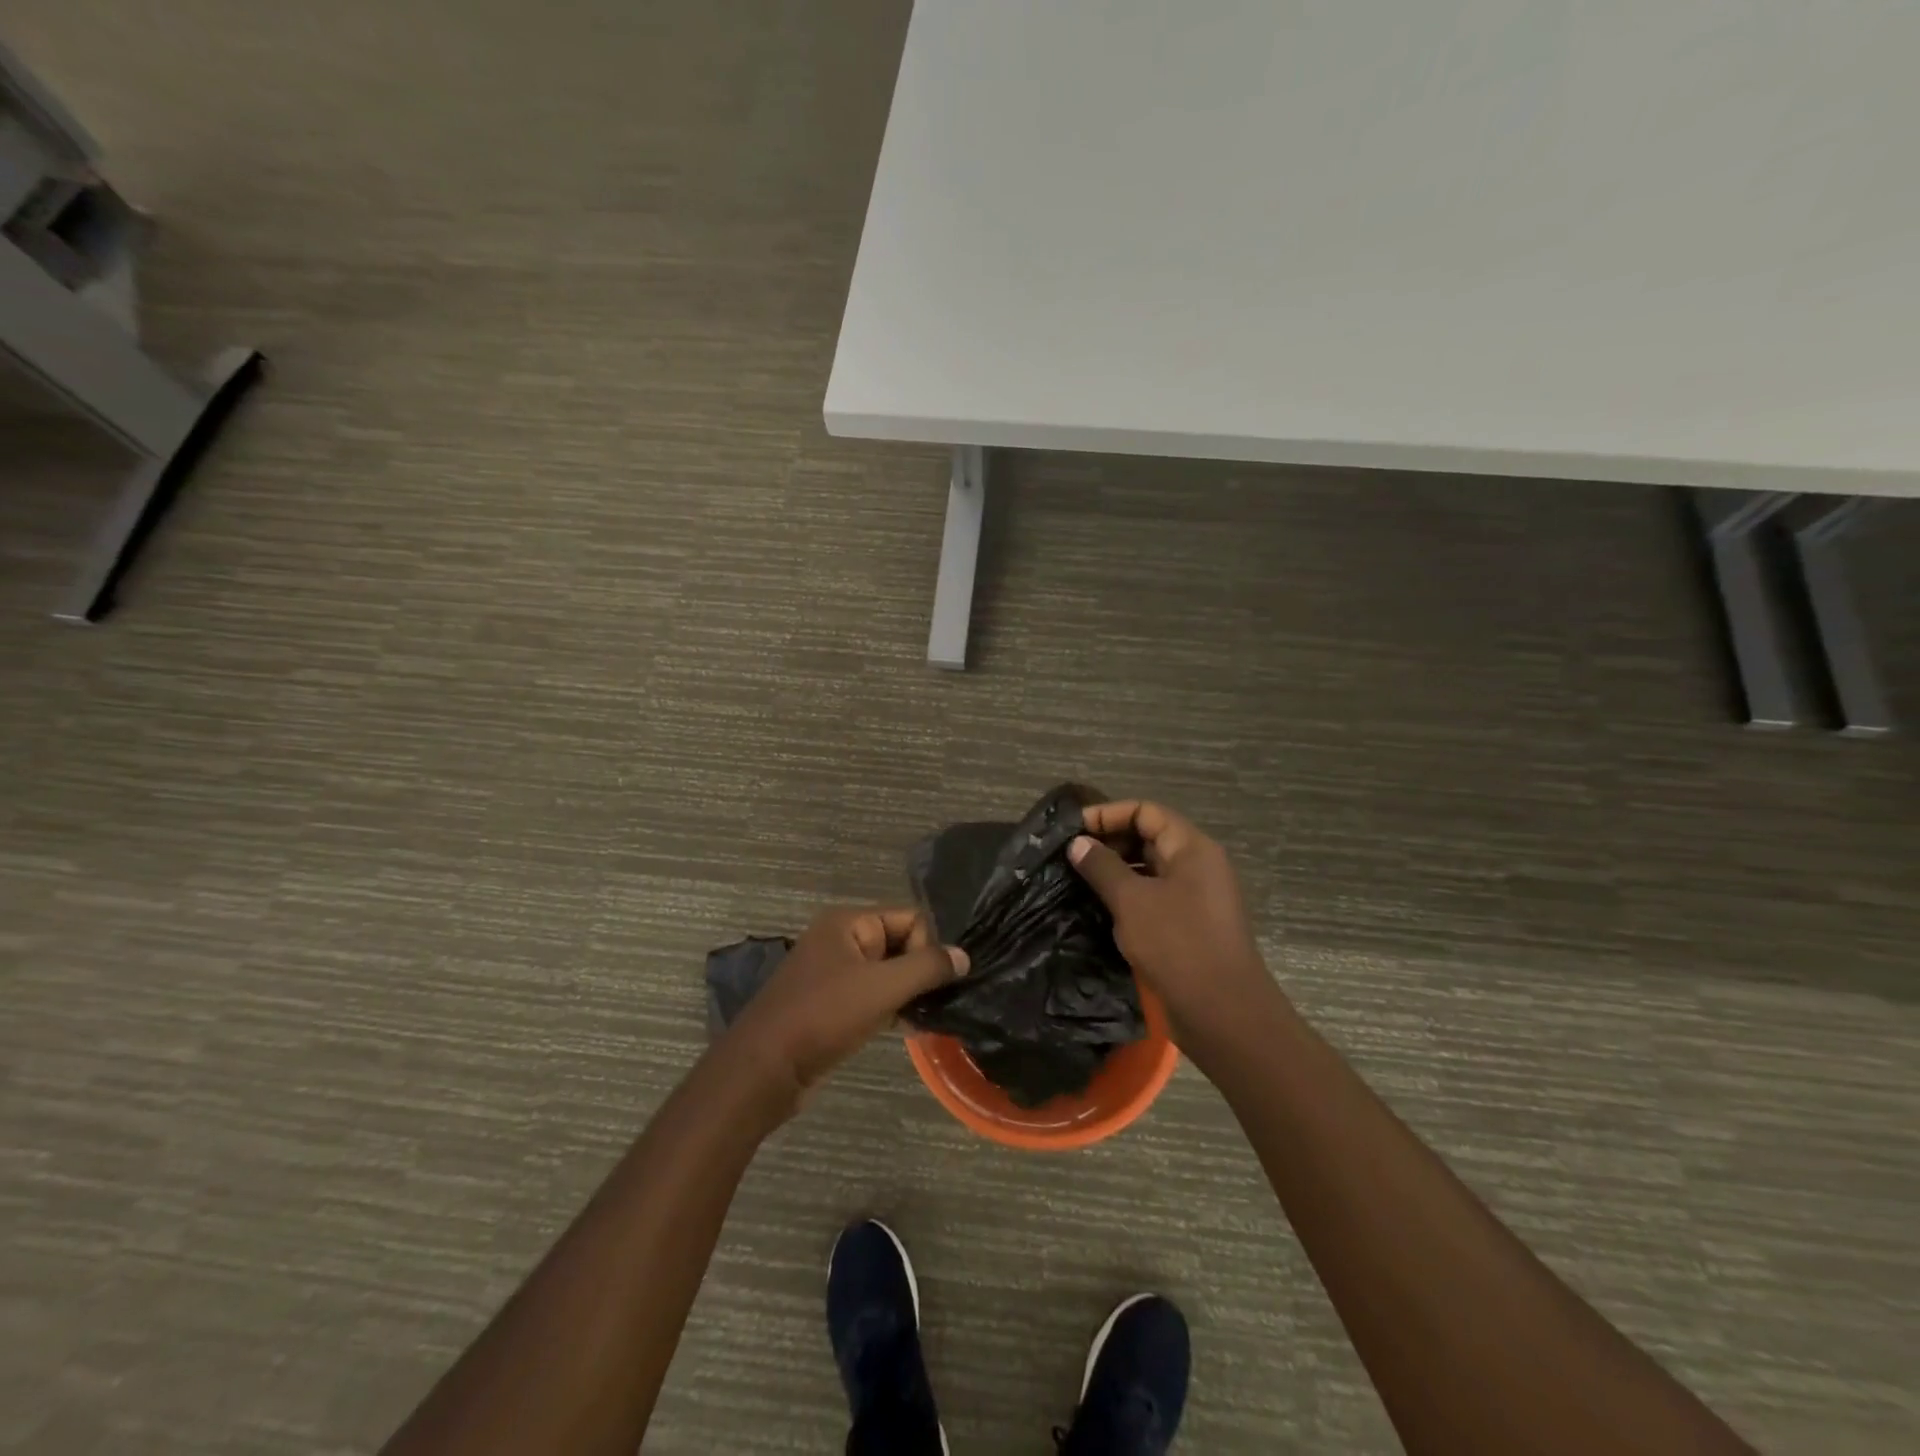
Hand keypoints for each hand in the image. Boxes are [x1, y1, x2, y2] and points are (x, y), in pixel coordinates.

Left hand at [722, 907, 966, 1108]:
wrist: (763, 1071)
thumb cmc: (822, 1018)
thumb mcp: (881, 988)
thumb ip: (926, 968)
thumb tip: (964, 955)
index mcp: (849, 923)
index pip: (910, 918)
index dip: (929, 946)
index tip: (938, 981)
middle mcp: (842, 941)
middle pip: (901, 944)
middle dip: (922, 972)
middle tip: (942, 1001)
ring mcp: (836, 974)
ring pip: (890, 974)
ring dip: (911, 994)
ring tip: (931, 1018)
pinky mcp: (834, 1006)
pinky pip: (875, 997)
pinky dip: (894, 1010)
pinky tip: (914, 1029)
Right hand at [1068, 801, 1277, 1042]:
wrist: (1224, 1013)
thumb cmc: (1178, 945)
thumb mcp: (1132, 901)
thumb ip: (1102, 867)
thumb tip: (1078, 843)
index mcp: (1192, 848)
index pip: (1146, 812)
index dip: (1108, 814)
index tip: (1073, 829)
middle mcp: (1199, 865)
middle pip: (1150, 836)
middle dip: (1110, 841)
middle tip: (1071, 855)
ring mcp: (1197, 896)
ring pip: (1151, 868)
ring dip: (1117, 870)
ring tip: (1079, 880)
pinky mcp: (1191, 925)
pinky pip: (1156, 896)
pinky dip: (1129, 895)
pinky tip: (1101, 908)